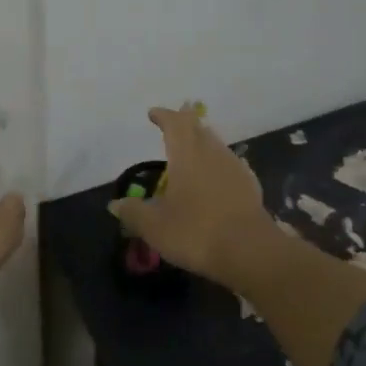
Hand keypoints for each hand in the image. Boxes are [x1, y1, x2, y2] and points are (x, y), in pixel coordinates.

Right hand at [108, 106, 275, 287]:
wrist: (250, 252)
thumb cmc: (196, 233)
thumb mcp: (154, 227)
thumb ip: (133, 212)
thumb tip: (115, 204)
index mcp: (186, 156)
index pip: (175, 124)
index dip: (164, 116)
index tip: (153, 113)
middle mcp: (212, 154)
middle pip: (199, 129)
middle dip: (185, 122)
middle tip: (175, 120)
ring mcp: (234, 168)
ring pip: (216, 144)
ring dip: (203, 140)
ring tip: (193, 146)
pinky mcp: (250, 186)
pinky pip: (230, 163)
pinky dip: (218, 162)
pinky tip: (217, 174)